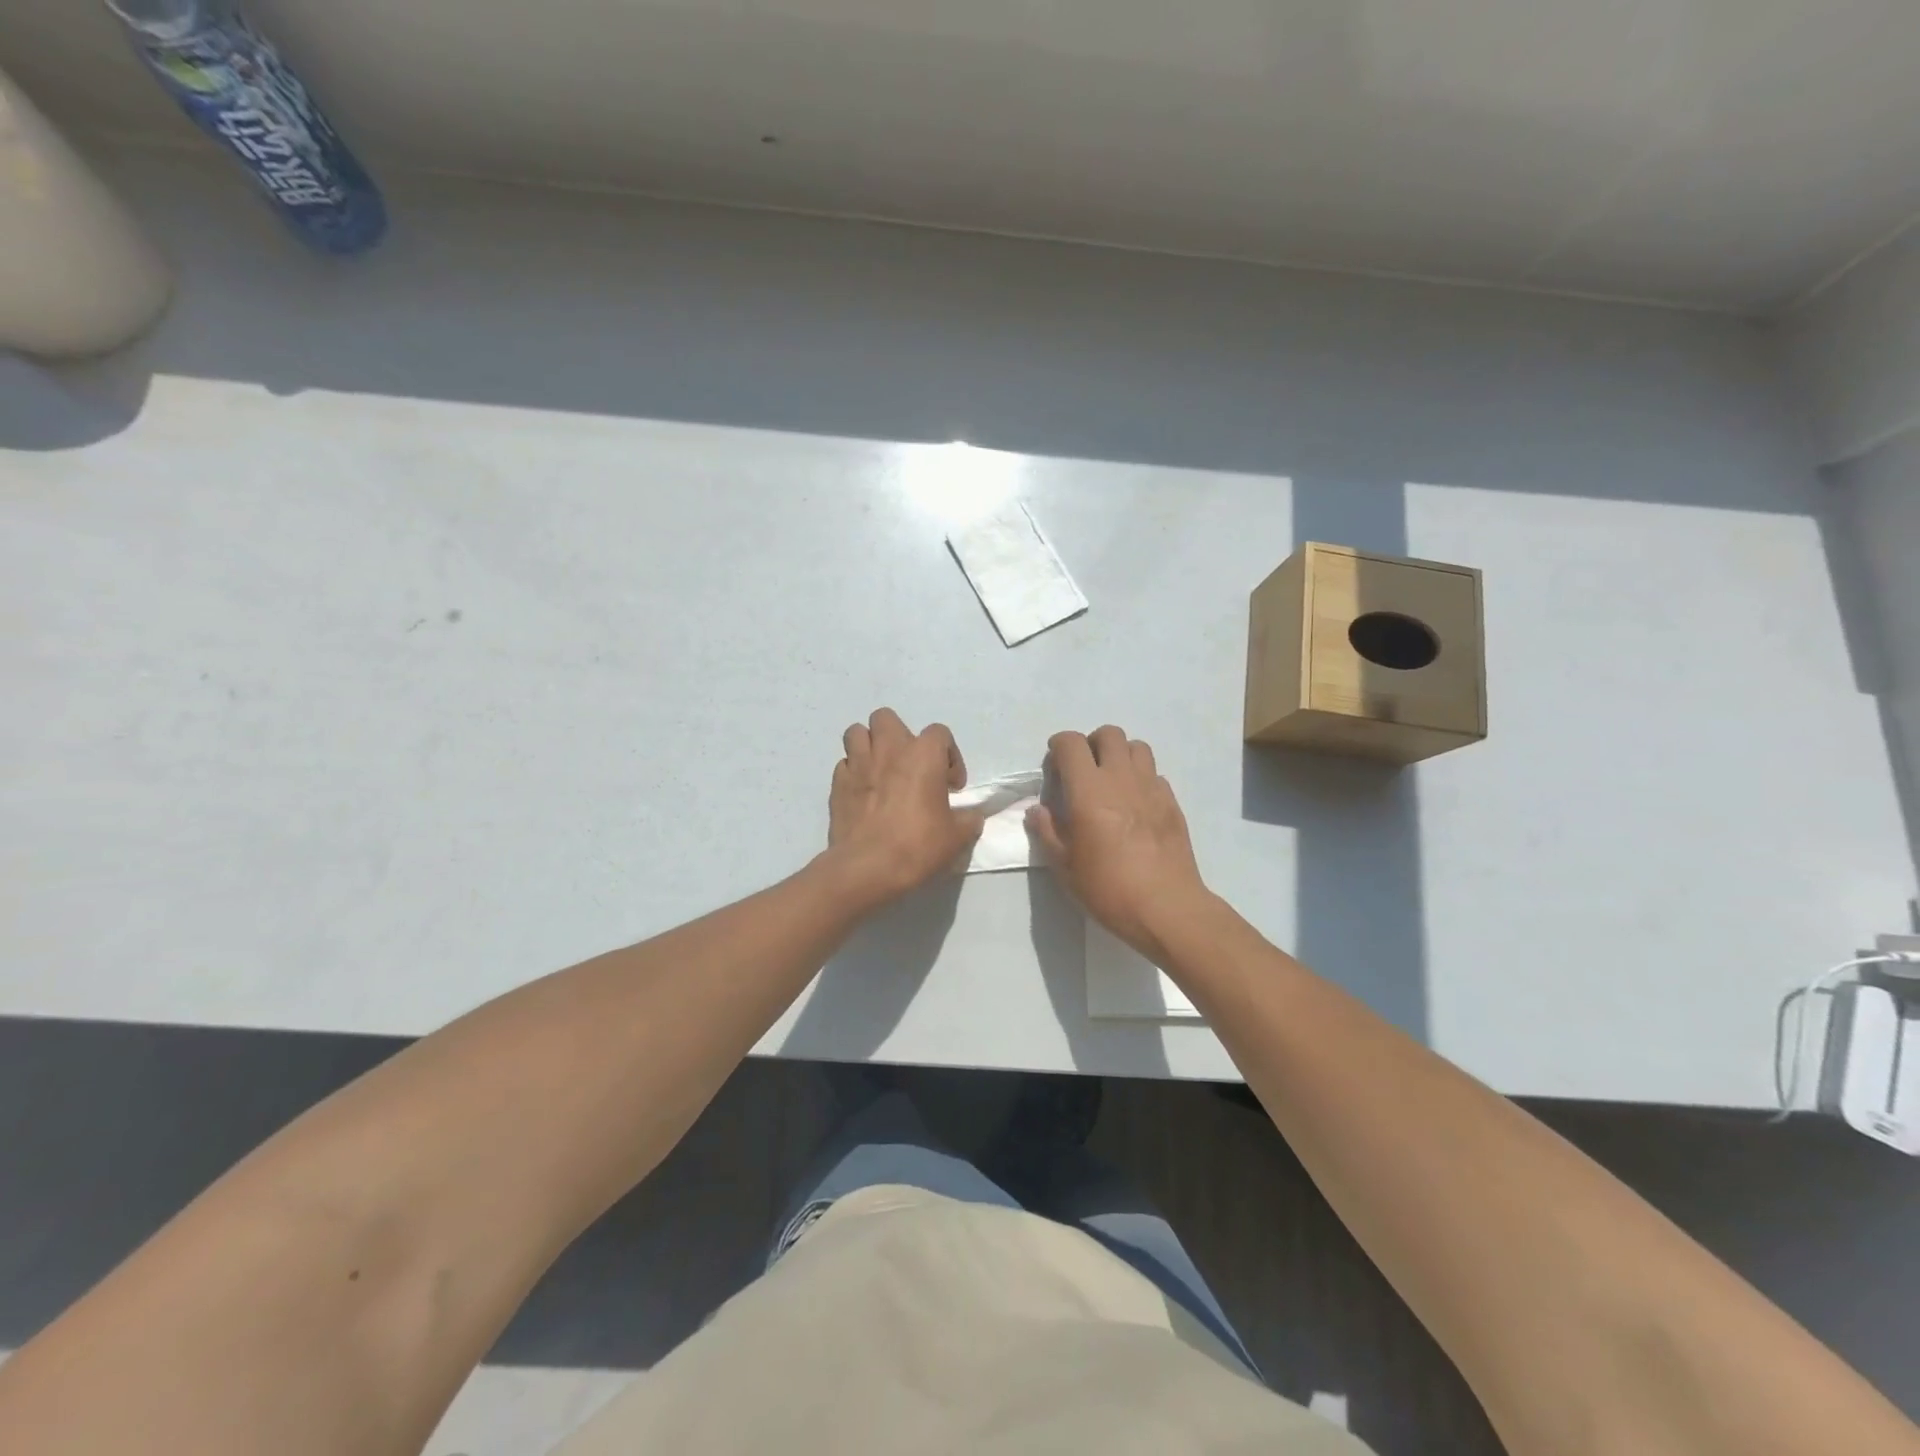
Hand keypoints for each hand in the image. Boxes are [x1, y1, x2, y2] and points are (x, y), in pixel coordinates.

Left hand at [824, 708, 984, 907]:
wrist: (867, 868)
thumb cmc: (917, 846)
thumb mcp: (956, 837)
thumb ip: (968, 820)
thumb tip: (971, 817)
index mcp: (923, 755)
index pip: (940, 733)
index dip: (949, 756)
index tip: (950, 786)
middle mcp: (888, 749)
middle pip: (887, 718)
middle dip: (898, 736)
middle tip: (909, 765)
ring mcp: (858, 764)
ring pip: (857, 732)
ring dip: (869, 746)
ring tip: (880, 770)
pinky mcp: (837, 784)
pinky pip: (844, 764)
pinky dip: (854, 772)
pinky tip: (863, 793)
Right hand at [1026, 726, 1210, 960]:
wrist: (1166, 907)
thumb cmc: (1107, 888)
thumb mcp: (1064, 866)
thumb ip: (1047, 831)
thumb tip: (1037, 810)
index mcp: (1089, 790)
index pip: (1071, 744)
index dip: (1059, 746)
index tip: (1054, 764)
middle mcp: (1121, 778)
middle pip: (1108, 734)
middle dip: (1091, 743)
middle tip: (1083, 769)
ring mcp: (1151, 787)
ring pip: (1137, 747)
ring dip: (1120, 754)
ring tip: (1111, 780)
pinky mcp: (1172, 802)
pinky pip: (1155, 774)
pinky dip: (1141, 778)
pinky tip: (1135, 804)